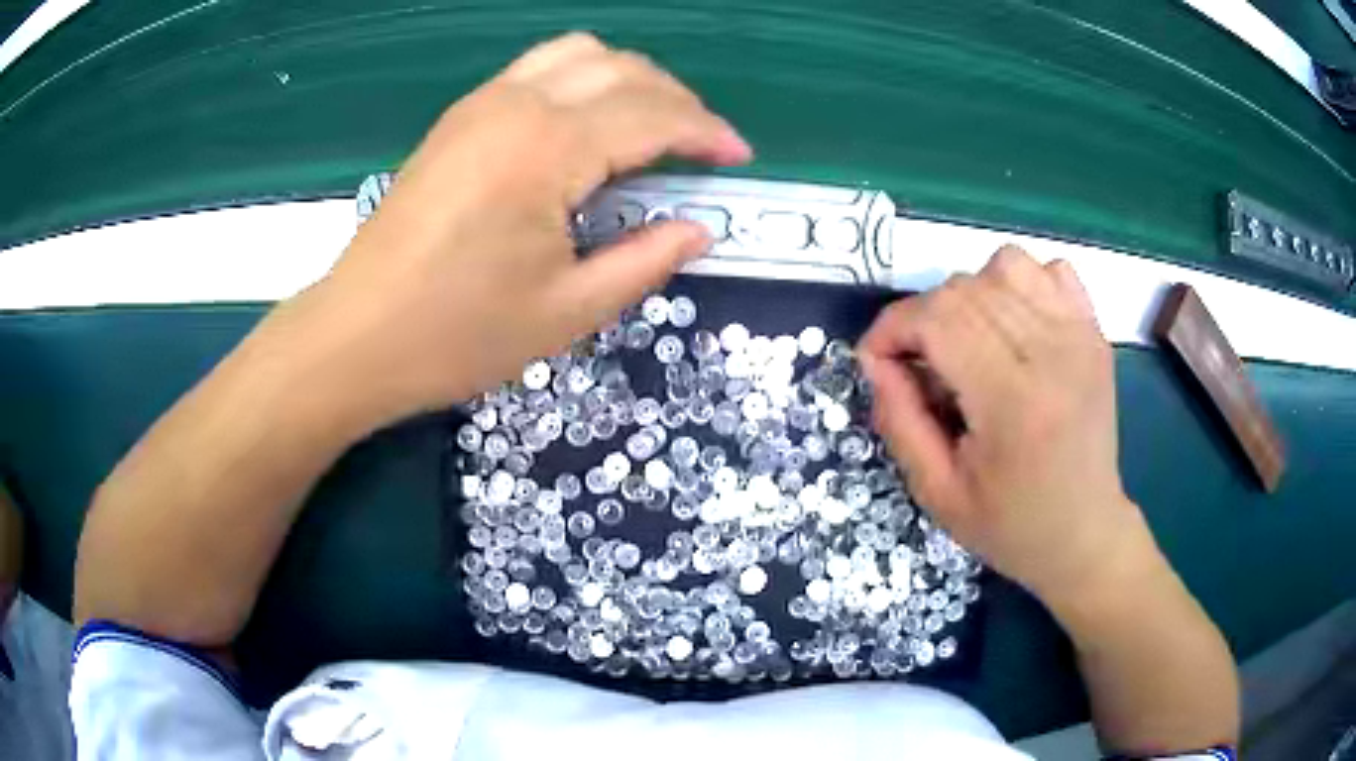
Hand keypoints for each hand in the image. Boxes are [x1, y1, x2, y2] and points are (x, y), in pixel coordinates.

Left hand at [288, 33, 751, 423]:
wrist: (356, 337)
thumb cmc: (457, 334)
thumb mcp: (567, 311)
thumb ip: (645, 261)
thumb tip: (699, 229)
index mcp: (548, 148)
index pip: (652, 115)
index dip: (706, 132)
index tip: (737, 158)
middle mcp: (518, 105)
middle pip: (622, 69)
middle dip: (676, 100)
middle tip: (701, 147)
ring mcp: (482, 104)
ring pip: (579, 54)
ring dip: (630, 79)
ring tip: (651, 127)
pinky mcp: (459, 118)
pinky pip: (538, 70)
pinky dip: (582, 80)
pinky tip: (588, 125)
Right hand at [859, 246, 1157, 602]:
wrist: (1084, 533)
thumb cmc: (1010, 525)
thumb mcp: (937, 493)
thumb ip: (899, 421)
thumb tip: (876, 360)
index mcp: (1013, 401)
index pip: (938, 319)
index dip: (892, 328)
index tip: (878, 361)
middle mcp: (1052, 353)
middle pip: (965, 288)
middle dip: (923, 318)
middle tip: (922, 368)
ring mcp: (1080, 335)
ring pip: (1004, 264)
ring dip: (970, 295)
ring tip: (969, 342)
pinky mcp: (1094, 331)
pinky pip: (1049, 270)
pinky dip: (1019, 285)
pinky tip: (1014, 328)